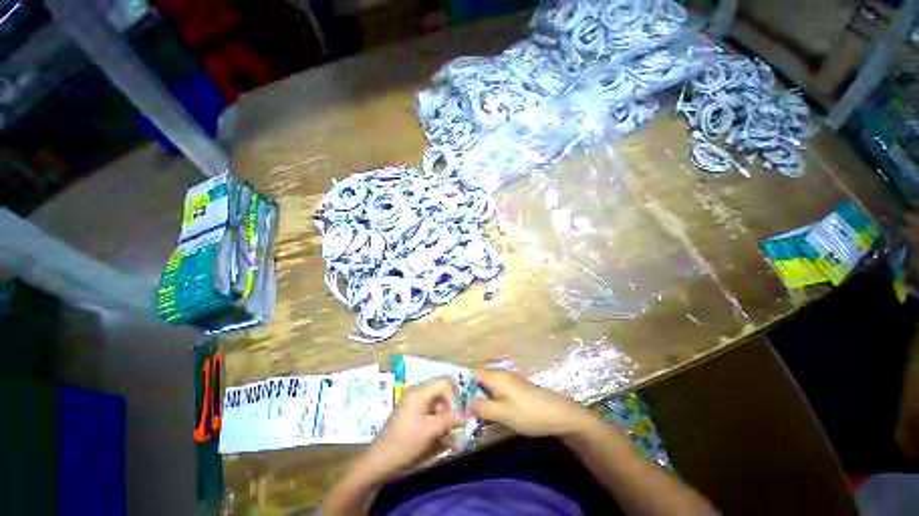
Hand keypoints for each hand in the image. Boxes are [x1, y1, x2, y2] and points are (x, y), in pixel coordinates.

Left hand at [359, 378, 465, 479]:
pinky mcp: (412, 413)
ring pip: (437, 403)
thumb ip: (449, 420)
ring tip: (447, 435)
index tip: (459, 414)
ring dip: (444, 417)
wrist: (380, 460)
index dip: (454, 396)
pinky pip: (430, 412)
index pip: (444, 383)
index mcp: (419, 392)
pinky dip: (437, 422)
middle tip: (453, 426)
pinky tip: (440, 436)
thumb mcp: (430, 431)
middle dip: (450, 408)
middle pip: (441, 393)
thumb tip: (467, 415)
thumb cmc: (405, 442)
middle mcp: (417, 393)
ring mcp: (414, 403)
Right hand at [469, 370, 596, 436]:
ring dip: (481, 396)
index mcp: (497, 377)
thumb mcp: (503, 413)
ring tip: (474, 412)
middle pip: (481, 378)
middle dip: (471, 391)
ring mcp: (511, 380)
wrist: (559, 414)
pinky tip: (492, 410)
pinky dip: (491, 397)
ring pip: (490, 384)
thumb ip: (483, 408)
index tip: (455, 399)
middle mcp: (502, 374)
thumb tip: (464, 404)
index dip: (463, 385)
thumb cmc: (529, 413)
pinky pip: (498, 389)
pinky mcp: (518, 387)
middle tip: (463, 409)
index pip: (473, 374)